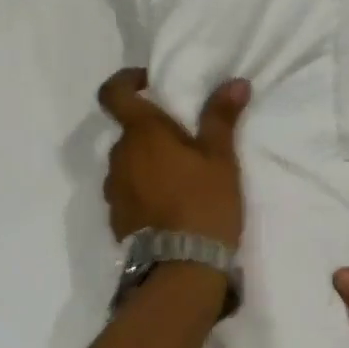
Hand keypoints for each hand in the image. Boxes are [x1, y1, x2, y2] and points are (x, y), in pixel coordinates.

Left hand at [97, 68, 249, 248]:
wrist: (182, 266)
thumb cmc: (204, 202)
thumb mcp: (220, 158)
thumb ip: (221, 117)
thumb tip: (235, 82)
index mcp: (141, 133)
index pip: (113, 93)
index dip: (125, 81)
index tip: (148, 82)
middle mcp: (119, 156)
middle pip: (128, 131)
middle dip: (151, 131)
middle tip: (185, 143)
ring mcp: (114, 189)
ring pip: (128, 162)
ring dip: (147, 162)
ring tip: (180, 178)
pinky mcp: (116, 217)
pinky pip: (127, 190)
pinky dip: (143, 189)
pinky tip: (169, 205)